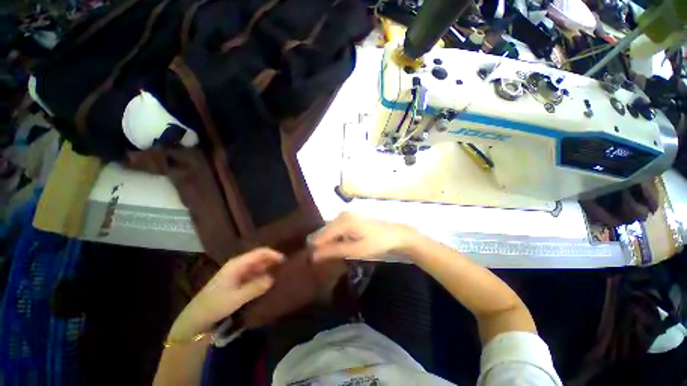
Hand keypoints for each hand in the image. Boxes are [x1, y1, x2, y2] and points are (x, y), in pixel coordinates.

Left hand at [168, 248, 282, 339]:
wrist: (196, 318)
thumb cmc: (214, 305)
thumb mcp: (236, 298)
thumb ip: (255, 287)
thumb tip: (273, 278)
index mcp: (237, 264)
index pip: (259, 252)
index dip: (273, 254)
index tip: (285, 261)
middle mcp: (239, 264)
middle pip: (260, 257)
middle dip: (273, 261)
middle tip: (286, 268)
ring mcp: (238, 272)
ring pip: (258, 265)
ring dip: (269, 268)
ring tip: (280, 274)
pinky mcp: (238, 280)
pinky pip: (254, 274)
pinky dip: (263, 275)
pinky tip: (269, 282)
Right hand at [311, 212, 415, 260]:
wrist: (397, 234)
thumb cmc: (378, 242)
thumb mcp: (356, 250)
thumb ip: (334, 251)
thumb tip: (314, 255)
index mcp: (343, 221)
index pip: (321, 235)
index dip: (315, 249)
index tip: (311, 261)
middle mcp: (342, 214)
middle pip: (324, 231)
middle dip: (321, 244)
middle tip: (319, 260)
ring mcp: (347, 214)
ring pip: (330, 229)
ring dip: (328, 241)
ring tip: (327, 255)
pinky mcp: (351, 217)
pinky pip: (337, 227)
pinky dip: (335, 237)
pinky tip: (338, 246)